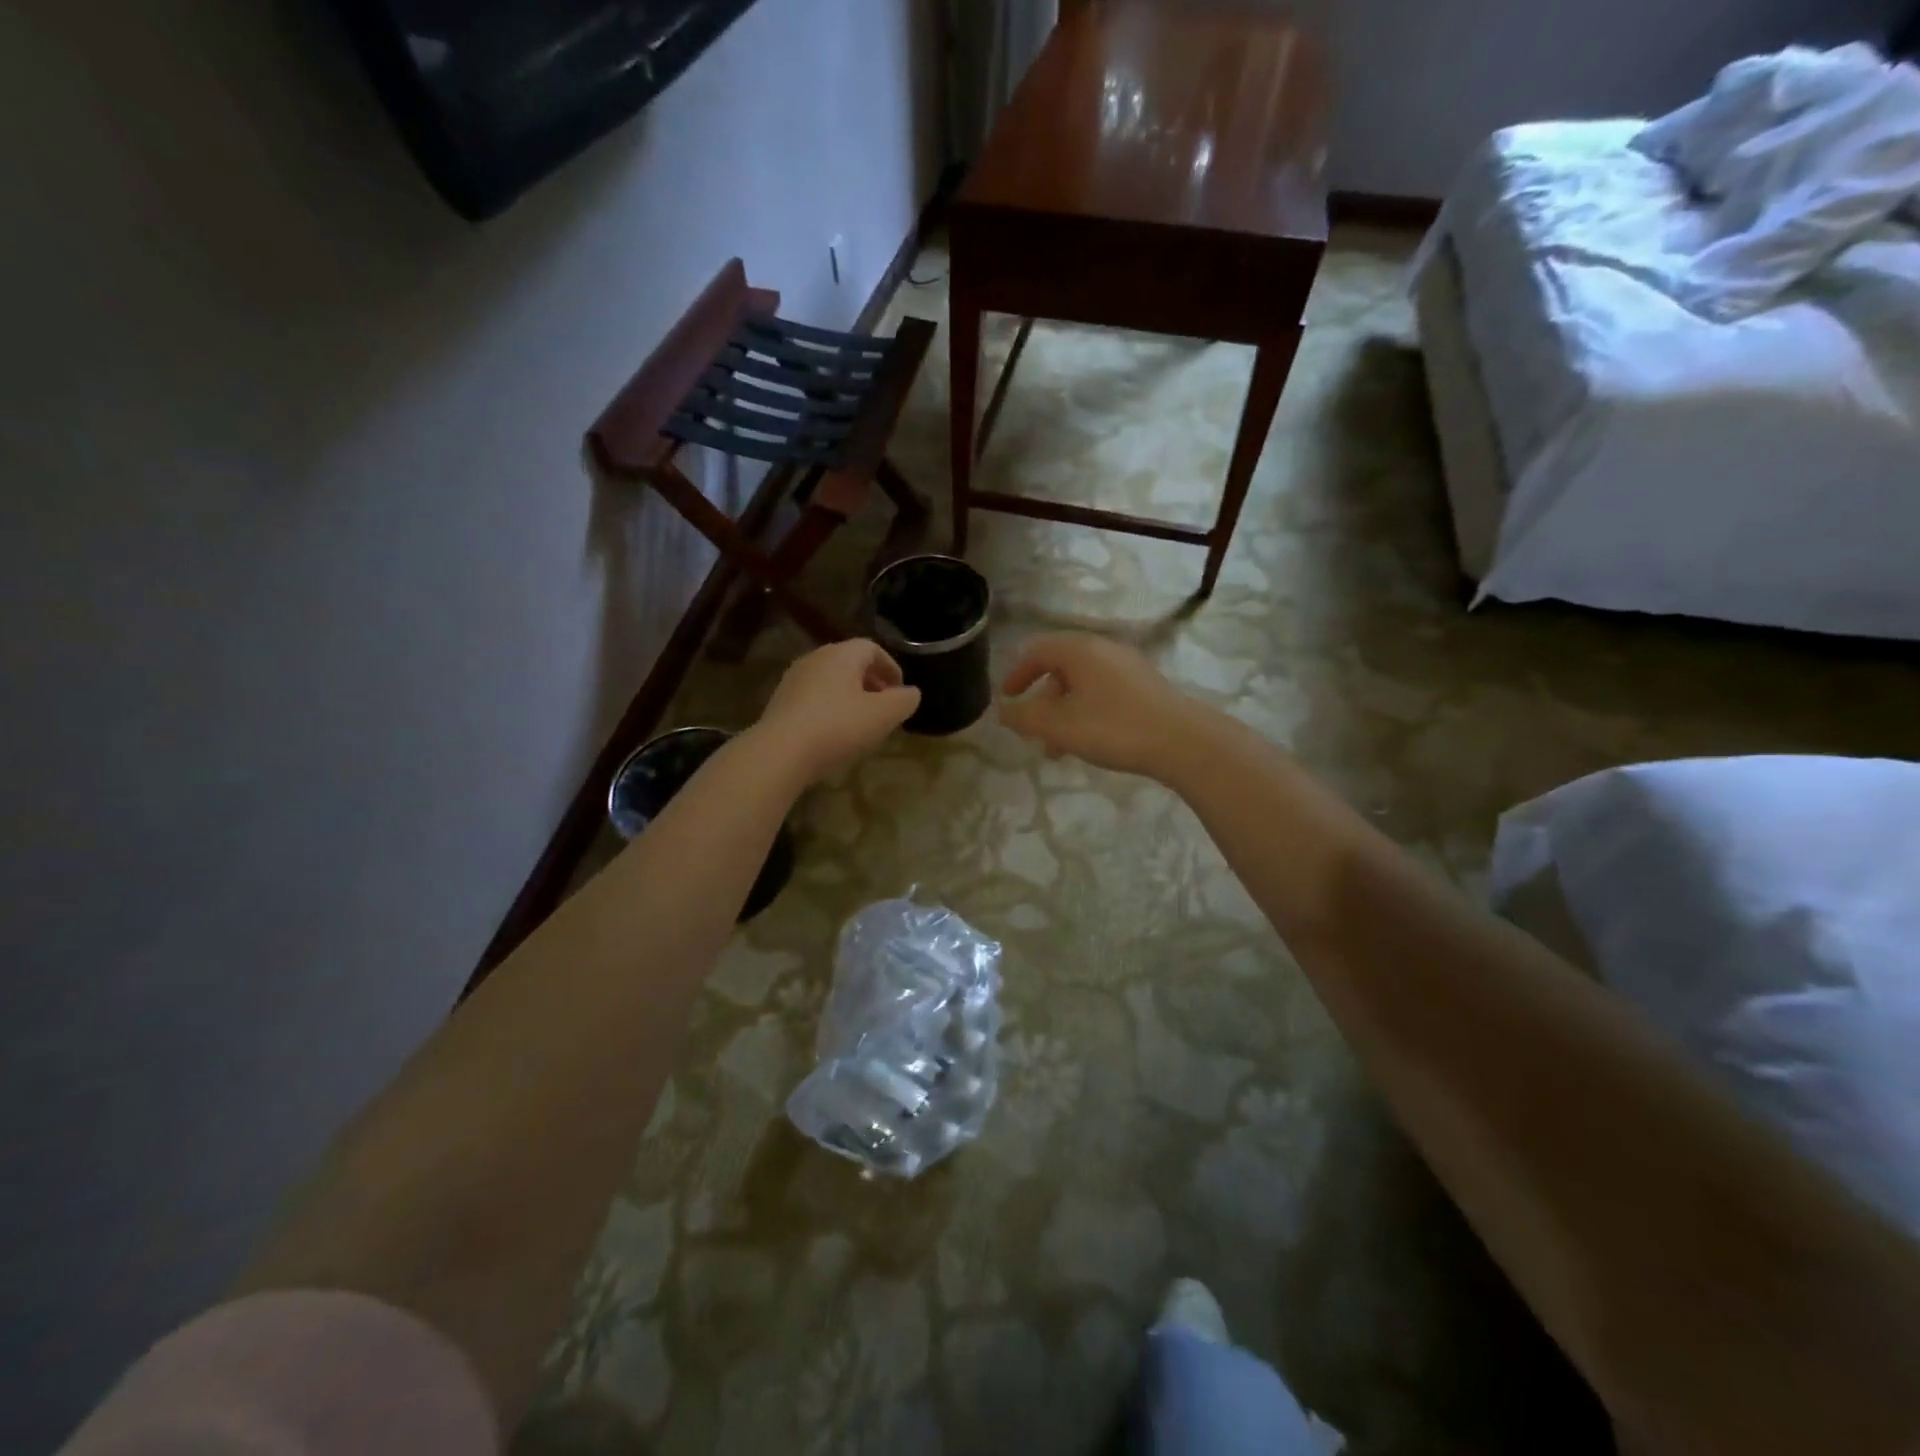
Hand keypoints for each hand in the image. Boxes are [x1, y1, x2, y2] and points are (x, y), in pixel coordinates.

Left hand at [752, 639, 919, 784]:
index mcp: (841, 654)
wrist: (780, 753)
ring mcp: (793, 680)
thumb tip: (910, 693)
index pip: (872, 649)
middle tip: (885, 708)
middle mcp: (815, 658)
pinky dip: (831, 709)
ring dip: (851, 697)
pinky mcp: (780, 703)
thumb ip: (904, 701)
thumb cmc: (838, 727)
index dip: (891, 668)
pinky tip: (835, 734)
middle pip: (850, 663)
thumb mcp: (883, 715)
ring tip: (862, 723)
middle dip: (872, 683)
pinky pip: (814, 698)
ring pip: (831, 682)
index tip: (900, 692)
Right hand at [998, 632, 1210, 778]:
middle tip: (1033, 731)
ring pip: (1082, 684)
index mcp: (1079, 650)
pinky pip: (1103, 692)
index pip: (1036, 650)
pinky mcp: (1145, 686)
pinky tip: (1090, 741)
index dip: (1016, 674)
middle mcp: (1103, 649)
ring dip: (1063, 712)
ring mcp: (1128, 666)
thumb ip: (1024, 717)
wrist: (1182, 741)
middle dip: (1041, 701)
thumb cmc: (1113, 727)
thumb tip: (1003, 711)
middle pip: (1060, 668)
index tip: (1007, 699)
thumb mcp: (1058, 725)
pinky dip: (1086, 711)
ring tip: (1059, 748)